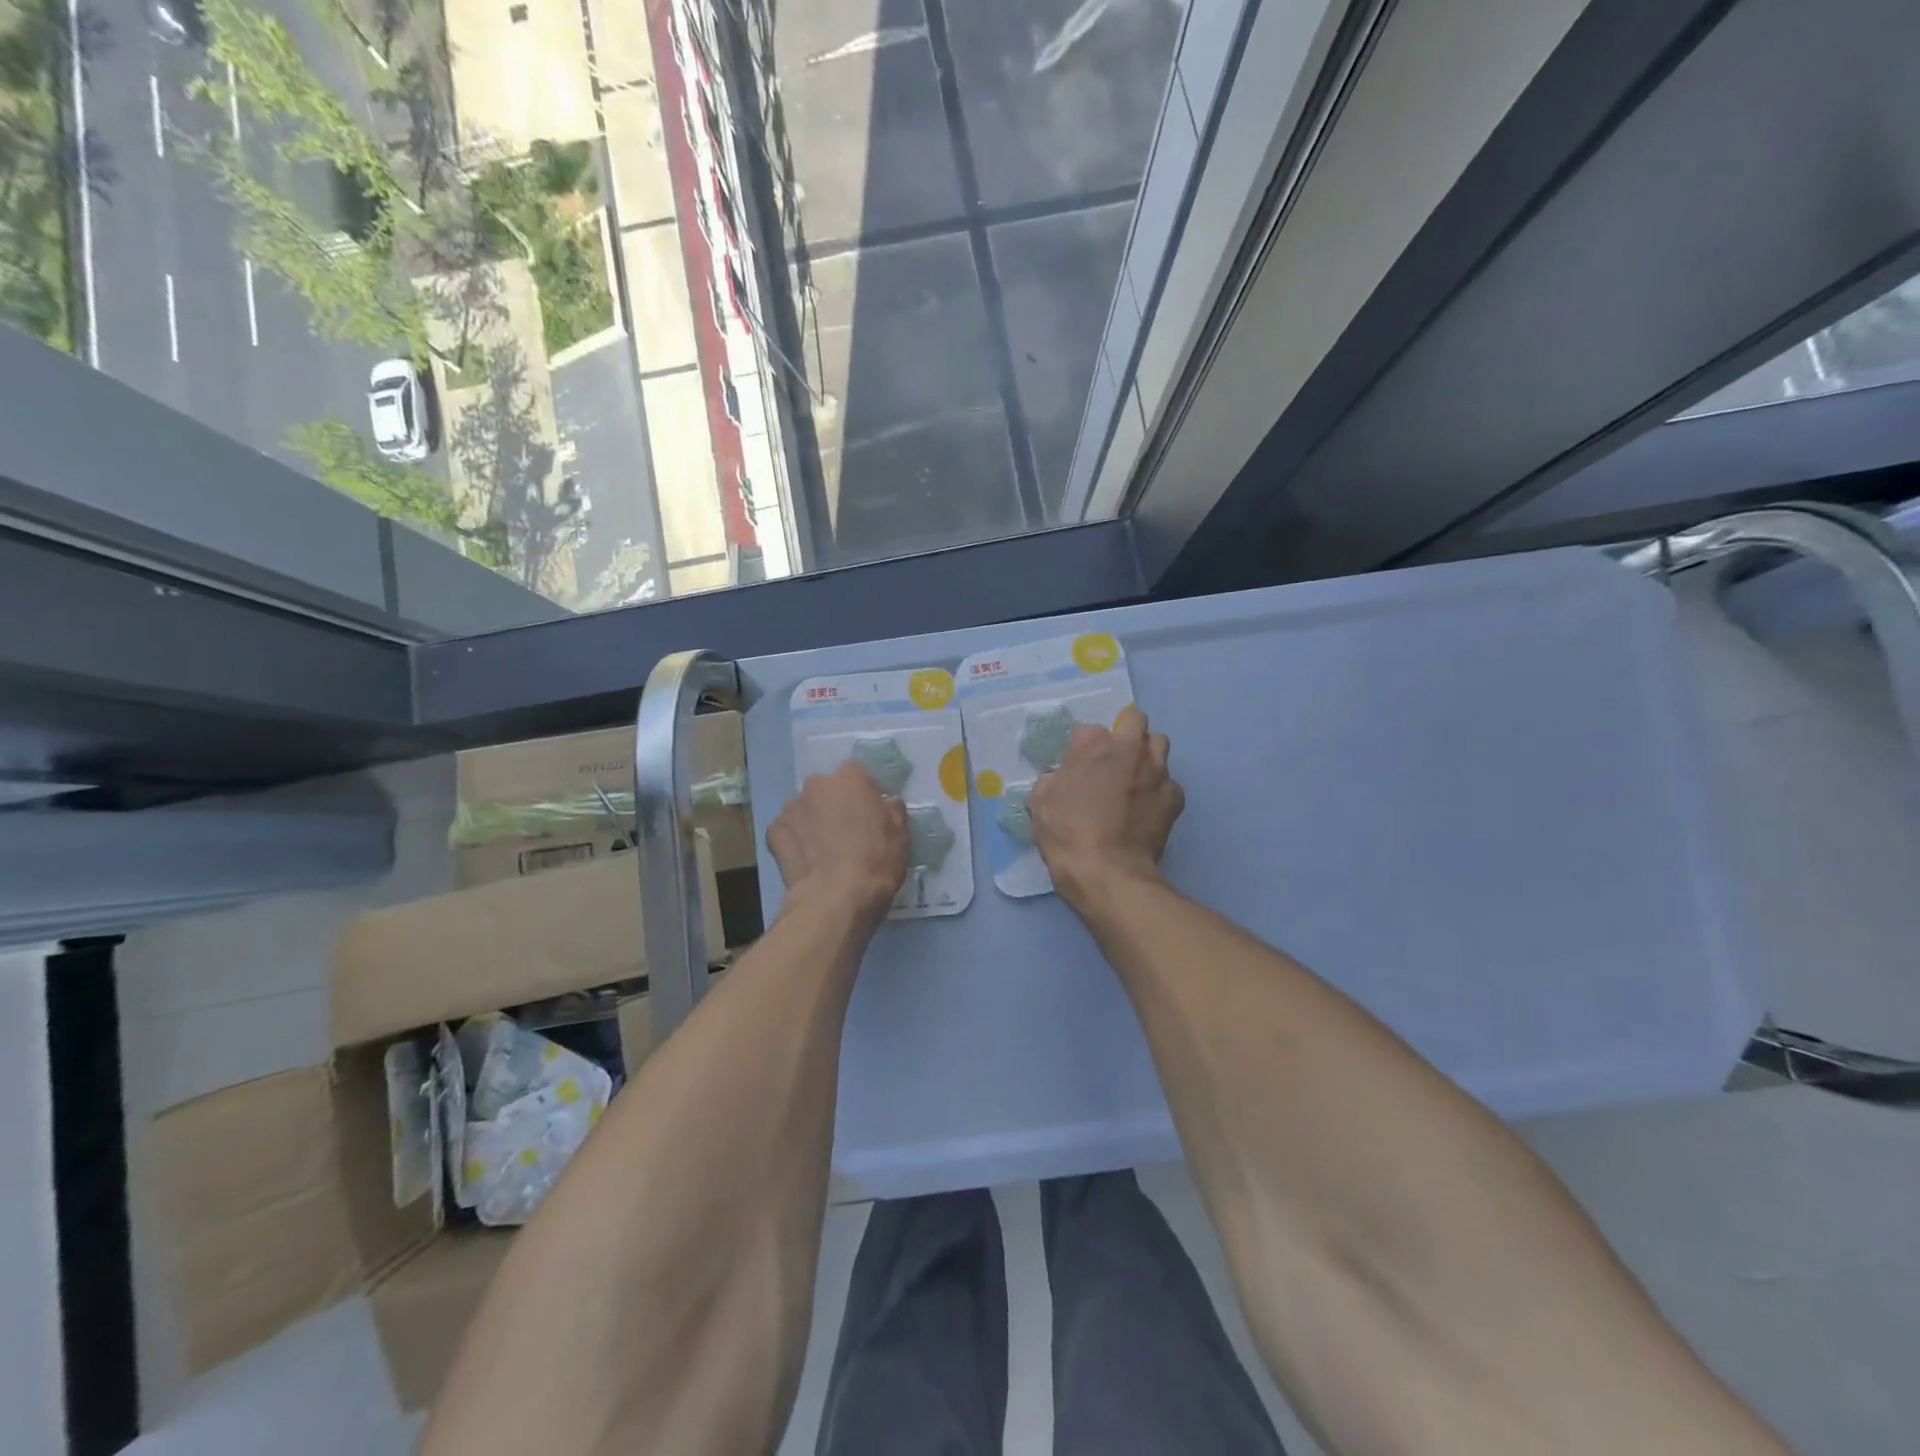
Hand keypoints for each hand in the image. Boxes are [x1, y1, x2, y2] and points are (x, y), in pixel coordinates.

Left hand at [767, 760, 908, 921]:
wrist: (835, 899)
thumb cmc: (876, 862)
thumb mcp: (900, 834)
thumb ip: (892, 809)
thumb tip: (886, 803)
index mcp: (850, 777)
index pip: (857, 773)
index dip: (863, 793)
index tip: (869, 812)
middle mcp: (816, 784)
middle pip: (827, 789)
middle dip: (834, 804)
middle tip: (845, 831)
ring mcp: (791, 807)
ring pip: (805, 809)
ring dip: (813, 821)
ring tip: (823, 850)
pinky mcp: (773, 832)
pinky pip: (787, 830)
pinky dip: (794, 841)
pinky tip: (805, 860)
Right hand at [1028, 703, 1183, 911]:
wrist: (1109, 873)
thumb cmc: (1067, 835)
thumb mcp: (1040, 804)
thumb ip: (1052, 781)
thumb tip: (1060, 779)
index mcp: (1094, 745)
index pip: (1090, 730)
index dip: (1084, 749)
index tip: (1079, 768)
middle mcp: (1130, 749)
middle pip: (1136, 722)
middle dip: (1126, 735)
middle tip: (1113, 762)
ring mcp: (1157, 771)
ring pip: (1159, 745)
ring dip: (1147, 756)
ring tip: (1135, 780)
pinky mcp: (1175, 797)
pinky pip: (1170, 783)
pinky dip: (1159, 791)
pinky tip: (1147, 810)